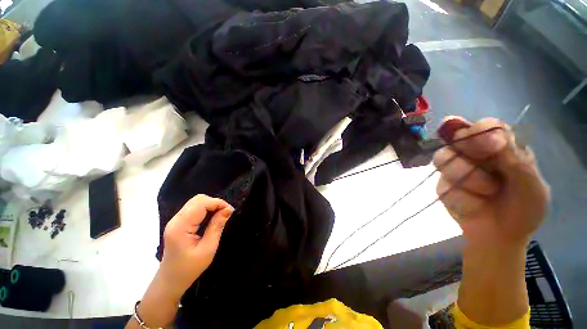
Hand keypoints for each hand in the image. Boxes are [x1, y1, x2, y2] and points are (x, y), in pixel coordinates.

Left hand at [158, 194, 233, 297]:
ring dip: (211, 205)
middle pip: (198, 199)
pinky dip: (206, 209)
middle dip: (215, 203)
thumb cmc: (190, 268)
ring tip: (221, 215)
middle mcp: (176, 220)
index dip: (218, 203)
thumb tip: (228, 209)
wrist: (171, 280)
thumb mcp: (208, 248)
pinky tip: (212, 217)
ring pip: (196, 202)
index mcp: (181, 227)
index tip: (230, 211)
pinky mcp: (178, 223)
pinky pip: (194, 208)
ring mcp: (176, 220)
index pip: (201, 203)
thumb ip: (217, 226)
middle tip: (226, 213)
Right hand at [434, 117, 549, 247]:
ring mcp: (454, 169)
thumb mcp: (532, 186)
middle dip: (467, 152)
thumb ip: (517, 161)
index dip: (481, 130)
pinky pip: (443, 184)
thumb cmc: (524, 210)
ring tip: (486, 194)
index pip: (485, 127)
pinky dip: (460, 197)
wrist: (500, 237)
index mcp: (500, 149)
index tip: (491, 146)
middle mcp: (474, 154)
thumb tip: (493, 136)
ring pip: (443, 159)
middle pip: (456, 138)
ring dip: (466, 179)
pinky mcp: (442, 185)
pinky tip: (473, 206)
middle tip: (484, 168)